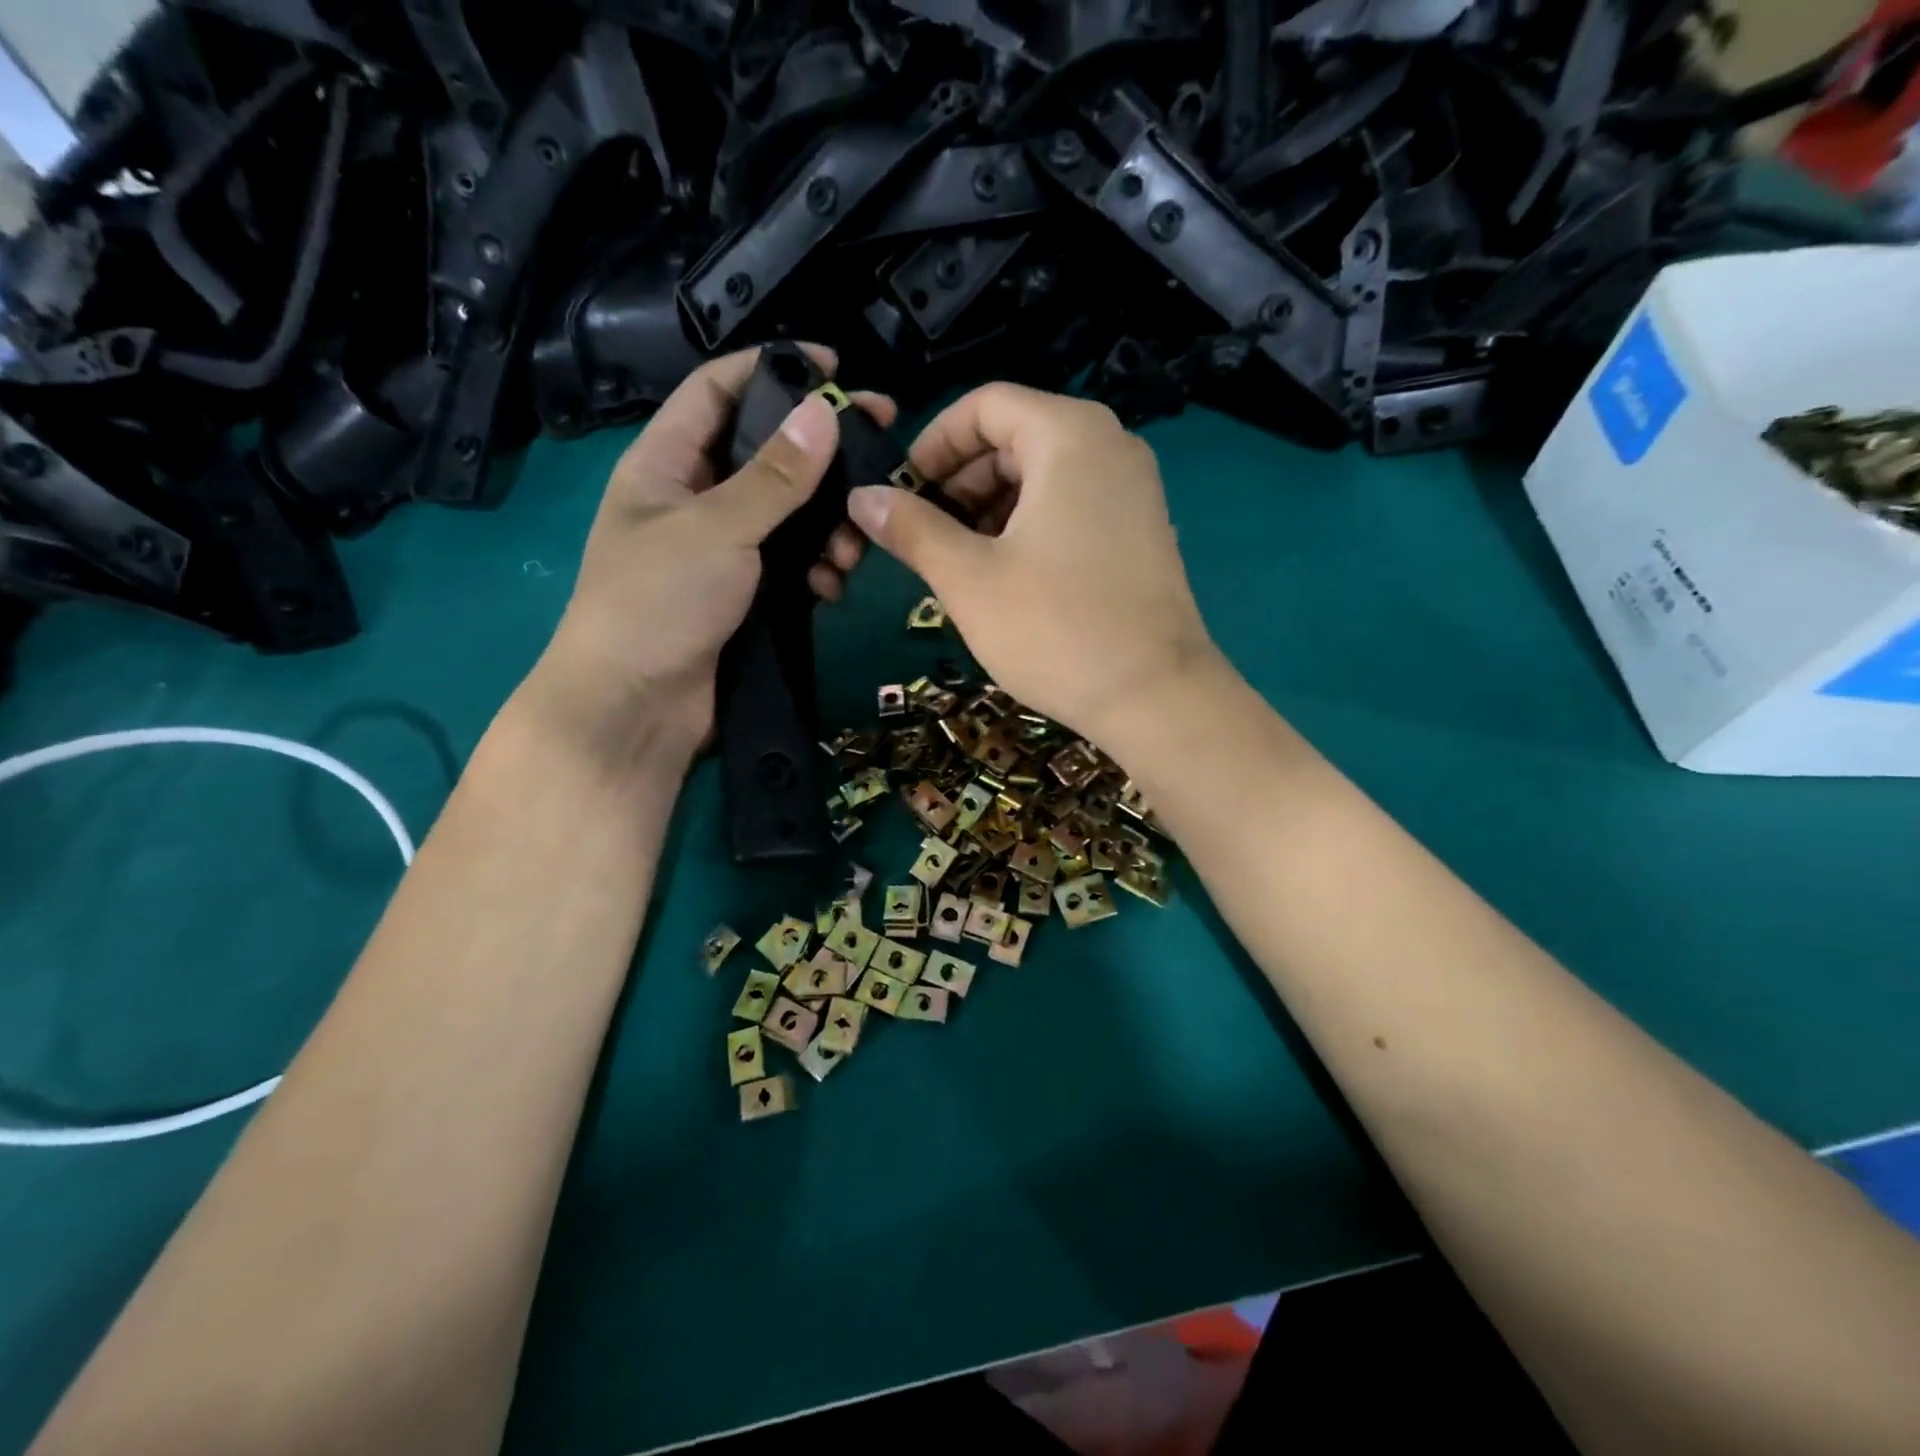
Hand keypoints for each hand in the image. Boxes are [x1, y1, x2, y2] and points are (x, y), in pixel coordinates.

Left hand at [527, 346, 892, 764]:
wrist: (637, 709)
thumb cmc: (658, 602)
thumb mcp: (716, 529)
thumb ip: (773, 476)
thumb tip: (825, 413)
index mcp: (666, 463)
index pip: (719, 390)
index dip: (773, 368)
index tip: (836, 368)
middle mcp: (695, 499)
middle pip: (767, 455)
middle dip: (823, 454)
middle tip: (883, 447)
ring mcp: (723, 551)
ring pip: (789, 516)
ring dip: (828, 524)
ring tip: (854, 545)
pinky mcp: (746, 595)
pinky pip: (792, 565)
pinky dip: (817, 569)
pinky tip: (832, 586)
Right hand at [846, 383, 1222, 743]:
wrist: (1155, 696)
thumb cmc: (1055, 628)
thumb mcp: (968, 577)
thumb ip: (911, 529)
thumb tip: (862, 498)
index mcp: (1069, 435)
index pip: (985, 405)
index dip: (934, 442)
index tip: (902, 491)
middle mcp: (1110, 445)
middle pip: (1015, 437)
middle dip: (960, 480)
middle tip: (924, 533)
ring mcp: (1133, 489)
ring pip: (1043, 475)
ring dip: (990, 507)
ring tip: (957, 561)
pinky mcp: (1141, 530)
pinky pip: (1072, 505)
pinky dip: (1029, 524)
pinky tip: (1004, 574)